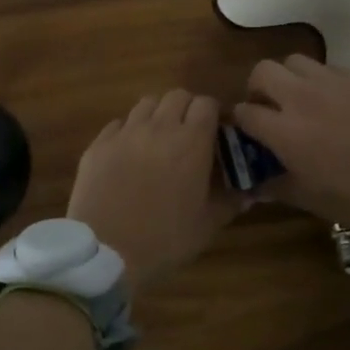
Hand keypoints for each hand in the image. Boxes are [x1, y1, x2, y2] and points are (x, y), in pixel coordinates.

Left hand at [67, 90, 243, 291]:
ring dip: (157, 114)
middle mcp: (158, 127)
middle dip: (186, 109)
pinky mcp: (98, 145)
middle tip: (188, 133)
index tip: (215, 132)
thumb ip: (231, 202)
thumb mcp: (208, 225)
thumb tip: (251, 192)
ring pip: (146, 104)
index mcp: (191, 142)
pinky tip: (129, 153)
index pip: (206, 104)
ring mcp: (125, 133)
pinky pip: (117, 124)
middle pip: (176, 96)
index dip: (213, 114)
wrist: (106, 253)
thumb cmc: (165, 240)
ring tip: (158, 138)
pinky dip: (128, 131)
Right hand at [232, 56, 349, 253]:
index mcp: (285, 131)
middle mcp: (303, 98)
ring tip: (302, 100)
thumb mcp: (312, 201)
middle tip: (269, 108)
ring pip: (296, 61)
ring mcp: (335, 83)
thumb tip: (256, 185)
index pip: (244, 112)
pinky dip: (323, 82)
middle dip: (257, 88)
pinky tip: (338, 104)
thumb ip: (278, 187)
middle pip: (263, 71)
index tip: (247, 133)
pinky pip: (331, 69)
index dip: (239, 122)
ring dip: (290, 78)